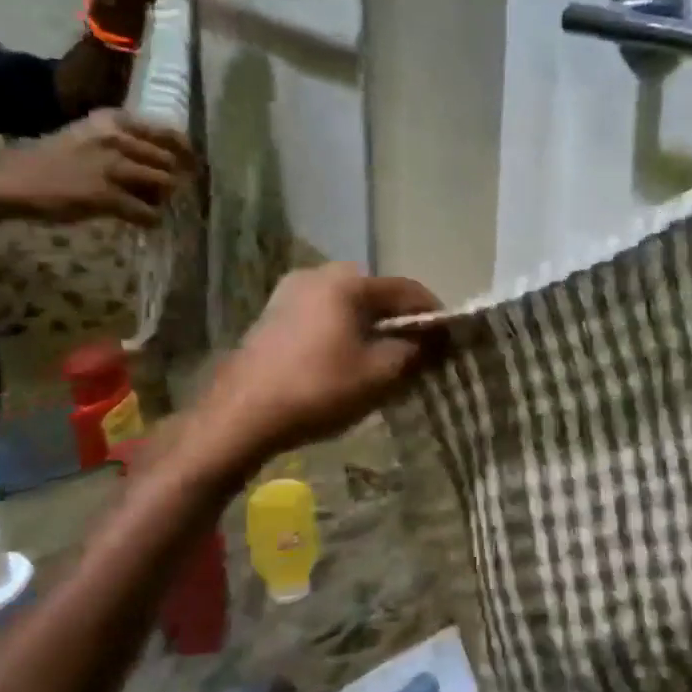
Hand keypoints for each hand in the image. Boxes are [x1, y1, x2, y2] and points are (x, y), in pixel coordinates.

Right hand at [0, 110, 192, 227]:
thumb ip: (123, 142)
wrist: (11, 180)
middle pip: (169, 161)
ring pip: (164, 184)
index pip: (167, 133)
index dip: (186, 153)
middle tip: (168, 193)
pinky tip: (145, 222)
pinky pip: (147, 212)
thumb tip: (162, 159)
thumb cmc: (50, 160)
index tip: (192, 165)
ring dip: (164, 198)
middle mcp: (117, 138)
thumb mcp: (88, 137)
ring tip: (152, 205)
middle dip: (174, 180)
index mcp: (113, 120)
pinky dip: (151, 219)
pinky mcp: (108, 195)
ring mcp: (113, 167)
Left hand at [201, 263, 443, 464]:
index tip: (451, 341)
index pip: (407, 290)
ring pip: (347, 308)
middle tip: (416, 356)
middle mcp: (317, 275)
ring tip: (382, 364)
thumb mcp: (380, 374)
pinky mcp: (272, 317)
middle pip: (375, 296)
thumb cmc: (319, 389)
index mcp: (347, 281)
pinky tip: (344, 365)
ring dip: (370, 330)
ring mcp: (289, 294)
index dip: (434, 314)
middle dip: (399, 323)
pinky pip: (322, 319)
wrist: (241, 415)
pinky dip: (342, 335)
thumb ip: (415, 351)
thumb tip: (437, 338)